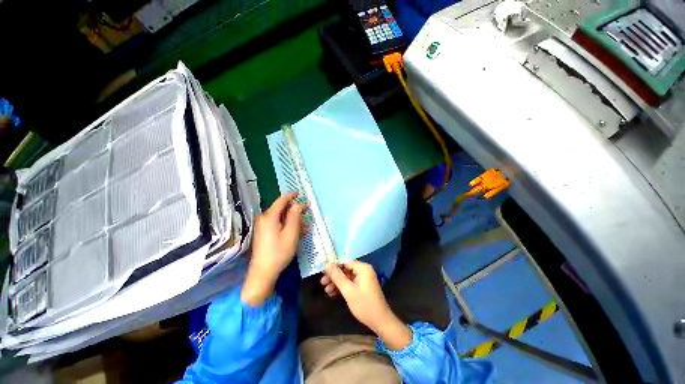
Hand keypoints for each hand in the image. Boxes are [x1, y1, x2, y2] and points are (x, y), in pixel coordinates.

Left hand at [241, 192, 304, 304]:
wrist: (263, 273)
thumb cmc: (279, 252)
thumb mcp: (291, 233)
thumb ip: (295, 216)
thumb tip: (298, 204)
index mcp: (270, 216)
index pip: (281, 200)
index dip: (291, 195)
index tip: (300, 193)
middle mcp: (264, 219)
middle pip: (281, 209)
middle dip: (295, 210)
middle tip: (307, 212)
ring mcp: (263, 227)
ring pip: (281, 218)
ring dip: (293, 220)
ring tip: (305, 226)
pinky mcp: (264, 234)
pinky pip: (278, 225)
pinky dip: (288, 226)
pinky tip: (297, 232)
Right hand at [324, 261, 411, 349]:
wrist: (380, 322)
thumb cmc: (364, 304)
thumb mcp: (348, 290)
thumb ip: (337, 276)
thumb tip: (327, 264)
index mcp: (363, 268)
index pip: (345, 262)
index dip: (333, 267)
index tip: (323, 273)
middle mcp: (364, 270)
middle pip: (345, 269)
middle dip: (334, 276)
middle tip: (322, 283)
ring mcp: (364, 278)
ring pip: (347, 277)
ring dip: (337, 283)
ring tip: (326, 290)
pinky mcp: (363, 286)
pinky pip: (351, 283)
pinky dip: (343, 287)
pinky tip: (333, 293)